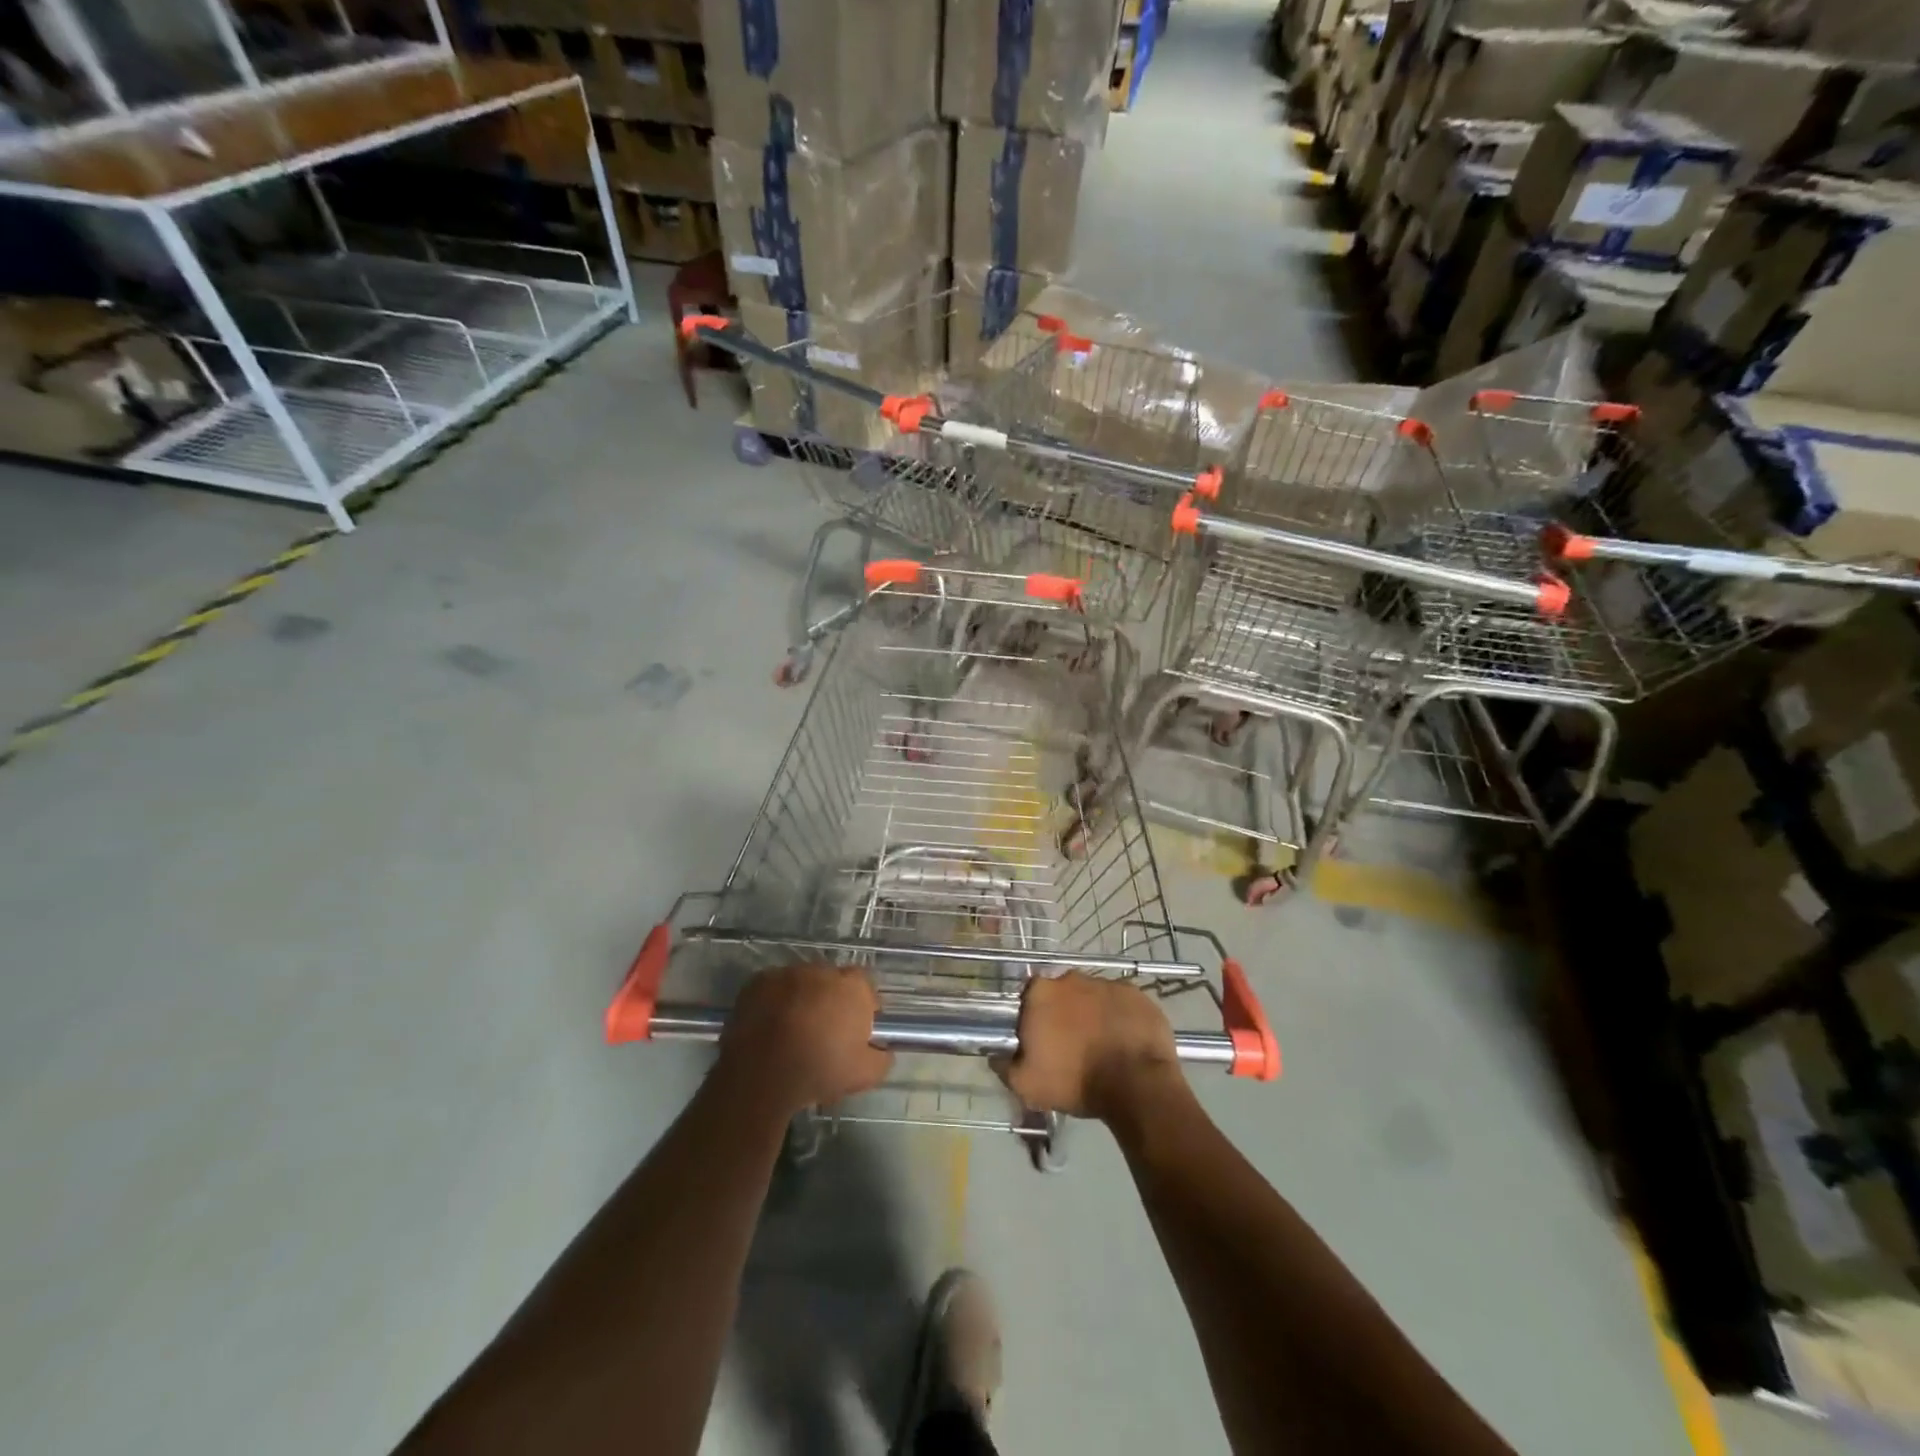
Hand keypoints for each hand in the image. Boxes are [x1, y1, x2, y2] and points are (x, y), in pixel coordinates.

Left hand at [716, 964, 893, 1115]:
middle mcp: (823, 971)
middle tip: (823, 1032)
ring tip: (792, 1031)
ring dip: (802, 999)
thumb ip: (882, 1058)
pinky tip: (770, 1027)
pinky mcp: (758, 981)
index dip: (862, 1008)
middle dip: (830, 1001)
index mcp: (853, 987)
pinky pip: (773, 989)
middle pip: (832, 982)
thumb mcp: (865, 1075)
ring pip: (802, 983)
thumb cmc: (820, 1070)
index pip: (865, 988)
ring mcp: (788, 973)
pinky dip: (774, 1002)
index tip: (855, 1030)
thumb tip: (882, 1049)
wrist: (762, 1073)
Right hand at [993, 972, 1180, 1121]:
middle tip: (1071, 1045)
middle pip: (1062, 993)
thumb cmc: (1075, 1081)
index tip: (1041, 1041)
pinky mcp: (1137, 993)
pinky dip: (1120, 1017)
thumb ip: (1004, 1065)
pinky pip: (1121, 1003)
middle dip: (1064, 1013)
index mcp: (1041, 992)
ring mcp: (1107, 982)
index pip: (1030, 997)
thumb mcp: (1027, 1085)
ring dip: (1093, 1014)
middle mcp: (1072, 978)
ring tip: (1101, 1046)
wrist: (1137, 1085)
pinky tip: (1124, 1042)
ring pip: (1093, 997)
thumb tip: (995, 1054)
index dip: (1034, 1018)